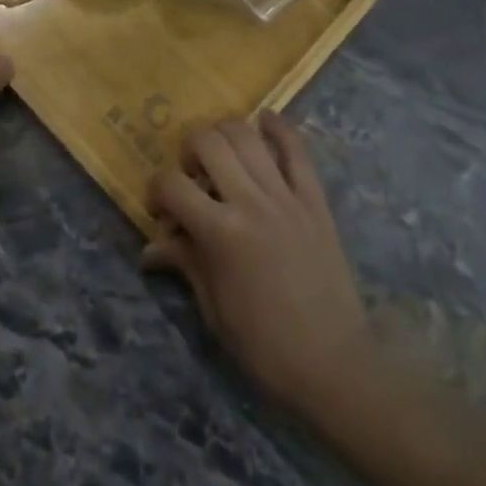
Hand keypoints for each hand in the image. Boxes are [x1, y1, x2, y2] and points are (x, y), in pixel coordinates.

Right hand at [144, 113, 371, 418]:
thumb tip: (151, 247)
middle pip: (208, 142)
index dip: (156, 189)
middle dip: (188, 149)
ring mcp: (285, 197)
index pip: (171, 185)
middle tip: (192, 175)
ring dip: (224, 133)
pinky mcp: (314, 200)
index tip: (159, 208)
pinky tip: (264, 120)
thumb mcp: (213, 309)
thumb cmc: (264, 346)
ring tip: (221, 154)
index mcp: (220, 233)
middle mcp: (250, 202)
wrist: (334, 364)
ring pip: (247, 135)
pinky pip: (297, 149)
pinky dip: (279, 127)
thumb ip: (184, 263)